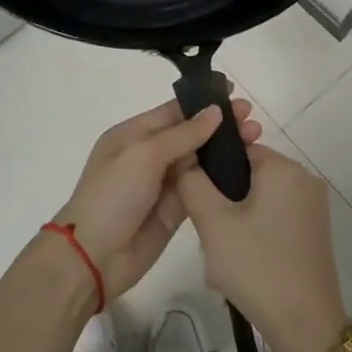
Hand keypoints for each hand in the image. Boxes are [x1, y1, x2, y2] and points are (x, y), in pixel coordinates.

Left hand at [50, 95, 261, 299]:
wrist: (94, 256)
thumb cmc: (113, 195)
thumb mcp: (144, 155)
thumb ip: (182, 134)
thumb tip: (214, 112)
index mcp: (133, 134)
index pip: (173, 111)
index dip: (204, 103)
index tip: (235, 94)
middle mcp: (148, 155)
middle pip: (190, 134)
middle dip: (220, 126)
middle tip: (254, 120)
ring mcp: (161, 184)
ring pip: (198, 161)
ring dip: (225, 151)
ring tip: (258, 141)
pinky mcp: (174, 211)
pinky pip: (200, 189)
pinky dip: (220, 179)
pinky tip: (246, 171)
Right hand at [174, 144, 347, 351]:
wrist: (306, 328)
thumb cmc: (257, 268)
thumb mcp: (213, 223)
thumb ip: (192, 183)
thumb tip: (184, 160)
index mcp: (284, 168)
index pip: (237, 149)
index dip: (211, 170)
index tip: (196, 199)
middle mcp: (305, 178)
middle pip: (248, 174)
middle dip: (224, 198)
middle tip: (209, 232)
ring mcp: (314, 207)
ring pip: (259, 198)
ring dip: (237, 218)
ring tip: (223, 251)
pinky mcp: (315, 231)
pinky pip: (275, 216)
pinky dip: (255, 231)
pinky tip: (243, 261)